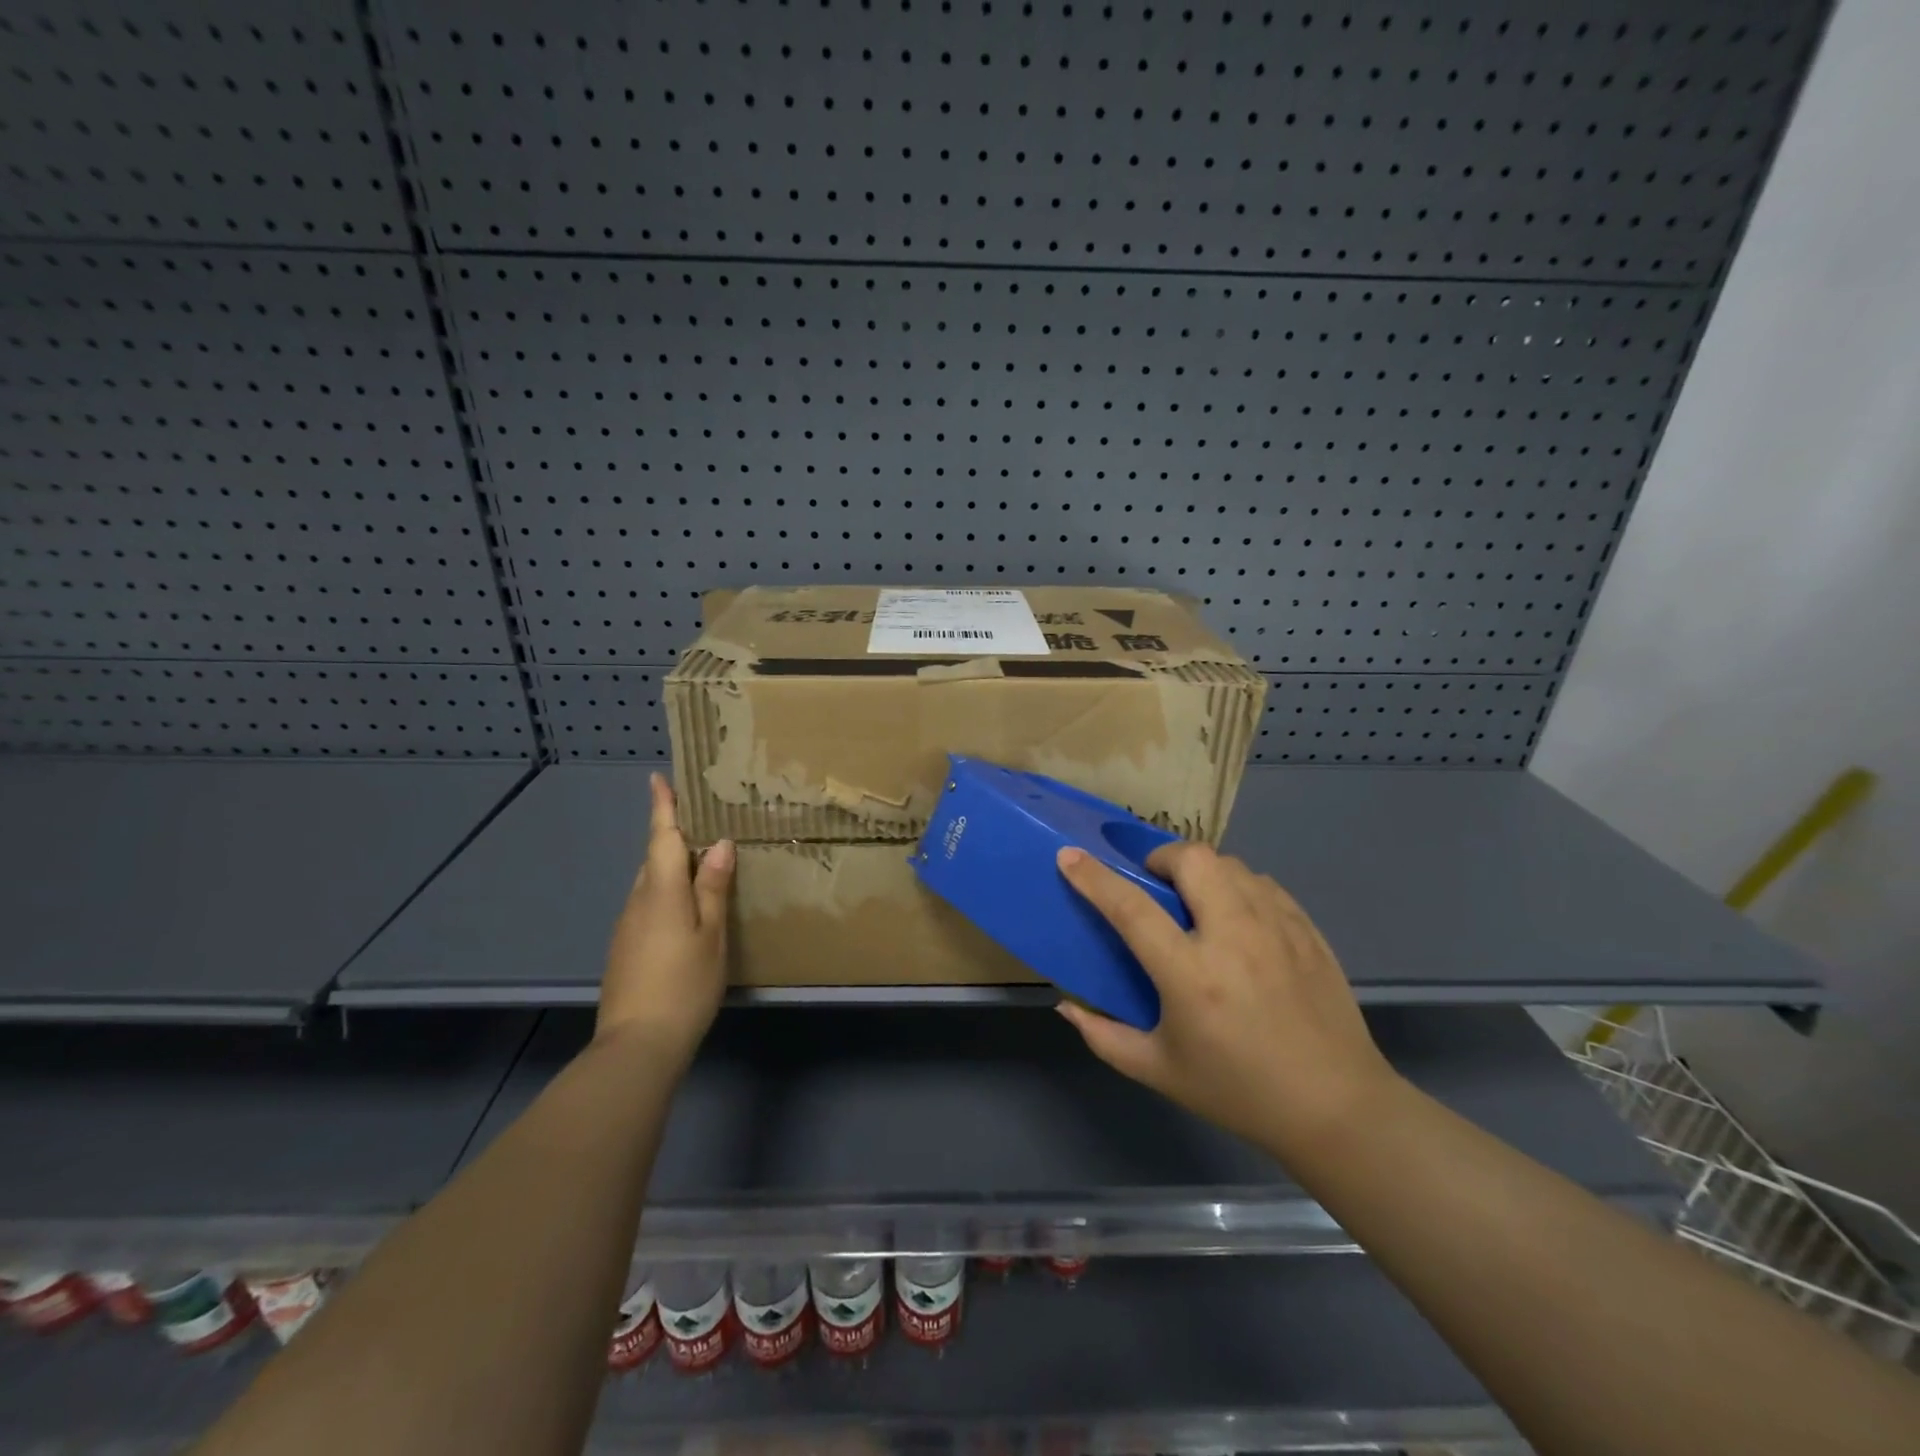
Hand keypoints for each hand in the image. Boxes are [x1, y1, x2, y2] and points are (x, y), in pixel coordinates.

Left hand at [598, 773, 734, 1065]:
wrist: (637, 1044)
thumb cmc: (684, 984)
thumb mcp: (711, 934)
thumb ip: (713, 888)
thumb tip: (718, 844)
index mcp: (661, 891)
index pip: (661, 838)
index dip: (661, 808)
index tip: (657, 779)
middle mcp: (638, 901)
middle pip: (654, 859)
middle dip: (671, 837)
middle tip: (699, 822)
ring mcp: (627, 927)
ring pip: (651, 884)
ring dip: (671, 868)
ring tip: (700, 864)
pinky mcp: (625, 949)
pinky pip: (648, 906)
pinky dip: (667, 895)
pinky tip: (685, 911)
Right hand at [1054, 842, 1398, 1161]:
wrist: (1336, 1108)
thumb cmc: (1238, 1091)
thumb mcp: (1159, 1071)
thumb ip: (1104, 1036)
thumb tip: (1066, 1006)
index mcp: (1190, 975)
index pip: (1131, 908)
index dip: (1094, 877)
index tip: (1070, 856)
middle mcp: (1234, 938)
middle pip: (1192, 860)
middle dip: (1162, 859)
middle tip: (1154, 885)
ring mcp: (1277, 928)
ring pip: (1230, 864)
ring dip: (1202, 872)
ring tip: (1196, 901)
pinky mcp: (1307, 929)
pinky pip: (1263, 884)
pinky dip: (1239, 887)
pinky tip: (1237, 918)